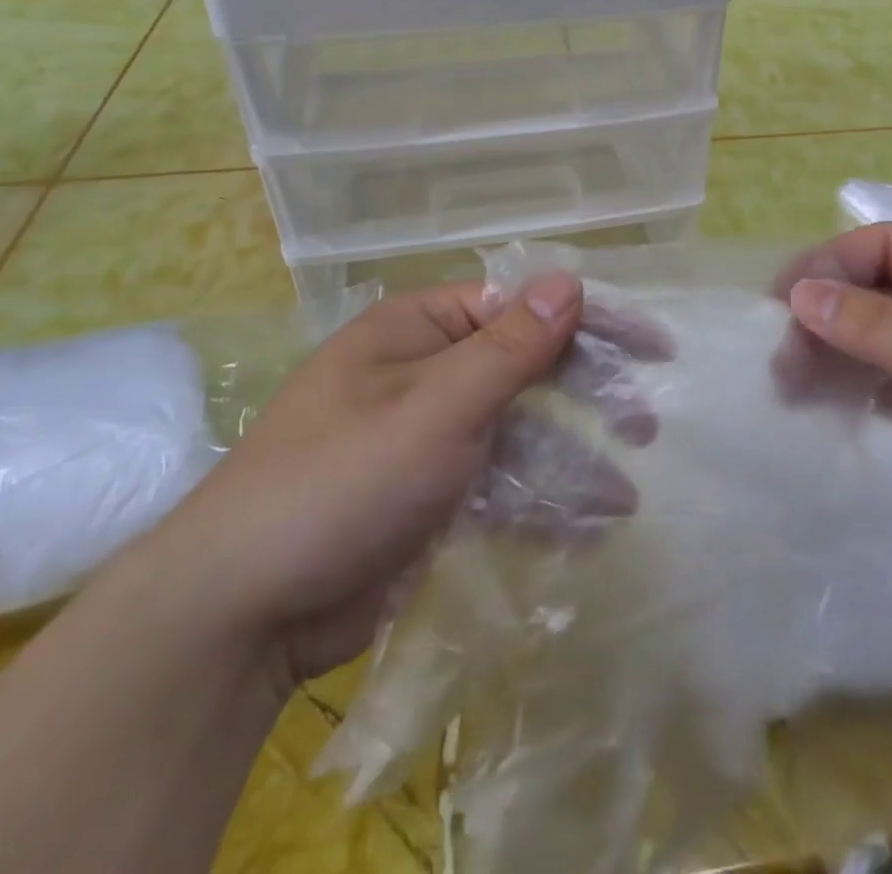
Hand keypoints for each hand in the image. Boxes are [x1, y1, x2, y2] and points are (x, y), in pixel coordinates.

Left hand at [149, 273, 652, 688]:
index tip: (650, 344)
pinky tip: (582, 529)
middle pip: (522, 369)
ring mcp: (425, 438)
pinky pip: (495, 484)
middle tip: (645, 422)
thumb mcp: (438, 406)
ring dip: (568, 460)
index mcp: (418, 330)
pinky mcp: (426, 496)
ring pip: (514, 433)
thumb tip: (568, 281)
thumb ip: (510, 347)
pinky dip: (535, 502)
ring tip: (623, 493)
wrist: (242, 611)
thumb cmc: (344, 479)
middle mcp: (424, 373)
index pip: (518, 306)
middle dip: (584, 395)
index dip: (586, 321)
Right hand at [782, 224, 891, 604]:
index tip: (782, 299)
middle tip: (778, 350)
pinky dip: (853, 388)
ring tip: (785, 381)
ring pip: (878, 339)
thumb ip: (874, 323)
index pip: (890, 245)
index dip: (833, 264)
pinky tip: (818, 402)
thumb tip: (798, 294)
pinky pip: (888, 383)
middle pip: (880, 290)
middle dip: (828, 314)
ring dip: (833, 353)